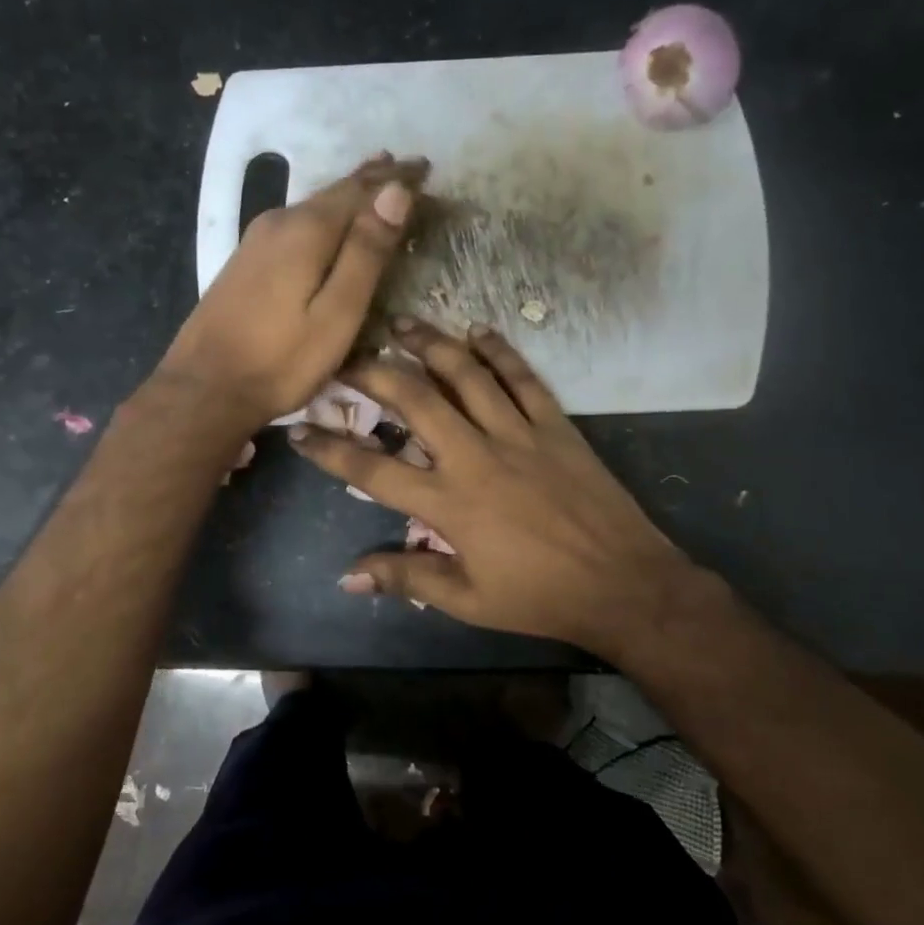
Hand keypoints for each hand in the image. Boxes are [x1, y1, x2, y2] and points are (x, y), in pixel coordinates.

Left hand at [154, 154, 427, 431]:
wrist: (205, 388)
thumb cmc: (282, 361)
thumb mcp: (337, 314)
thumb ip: (367, 252)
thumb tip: (396, 191)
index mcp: (306, 230)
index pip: (361, 190)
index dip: (395, 180)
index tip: (425, 168)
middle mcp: (279, 221)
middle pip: (334, 192)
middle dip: (373, 181)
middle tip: (407, 168)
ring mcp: (256, 241)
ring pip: (314, 207)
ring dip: (348, 196)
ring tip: (376, 185)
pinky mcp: (246, 262)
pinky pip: (297, 225)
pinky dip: (325, 217)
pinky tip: (329, 224)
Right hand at [288, 318, 722, 656]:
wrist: (623, 584)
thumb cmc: (539, 598)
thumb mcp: (466, 600)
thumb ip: (406, 577)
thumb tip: (348, 576)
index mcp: (449, 503)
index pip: (373, 471)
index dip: (330, 449)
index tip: (299, 429)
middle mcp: (476, 456)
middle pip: (415, 400)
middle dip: (373, 373)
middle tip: (345, 357)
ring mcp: (519, 434)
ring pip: (467, 374)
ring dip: (430, 345)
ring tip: (401, 324)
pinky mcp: (556, 426)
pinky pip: (523, 378)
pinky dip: (500, 351)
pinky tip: (478, 331)